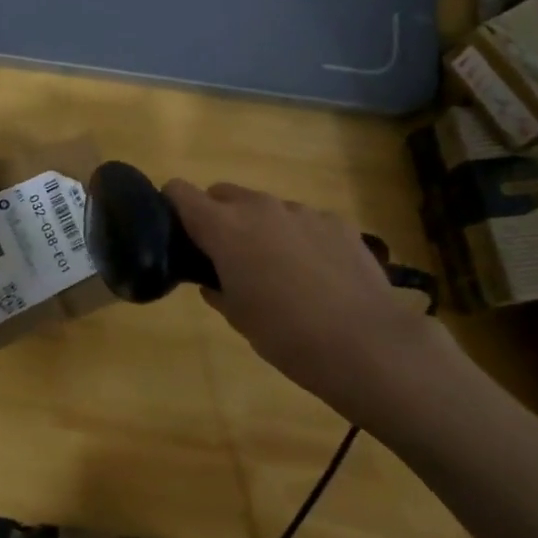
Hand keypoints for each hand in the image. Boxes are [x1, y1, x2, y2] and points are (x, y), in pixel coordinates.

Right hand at [164, 180, 445, 419]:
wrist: (366, 344)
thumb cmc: (286, 336)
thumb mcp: (238, 317)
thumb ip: (218, 288)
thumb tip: (214, 281)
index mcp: (225, 228)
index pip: (181, 192)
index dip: (172, 206)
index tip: (175, 231)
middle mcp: (261, 208)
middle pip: (223, 193)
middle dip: (216, 216)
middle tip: (225, 257)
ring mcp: (303, 212)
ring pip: (266, 208)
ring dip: (260, 228)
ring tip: (278, 271)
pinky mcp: (338, 223)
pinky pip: (304, 222)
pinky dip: (299, 239)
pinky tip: (316, 275)